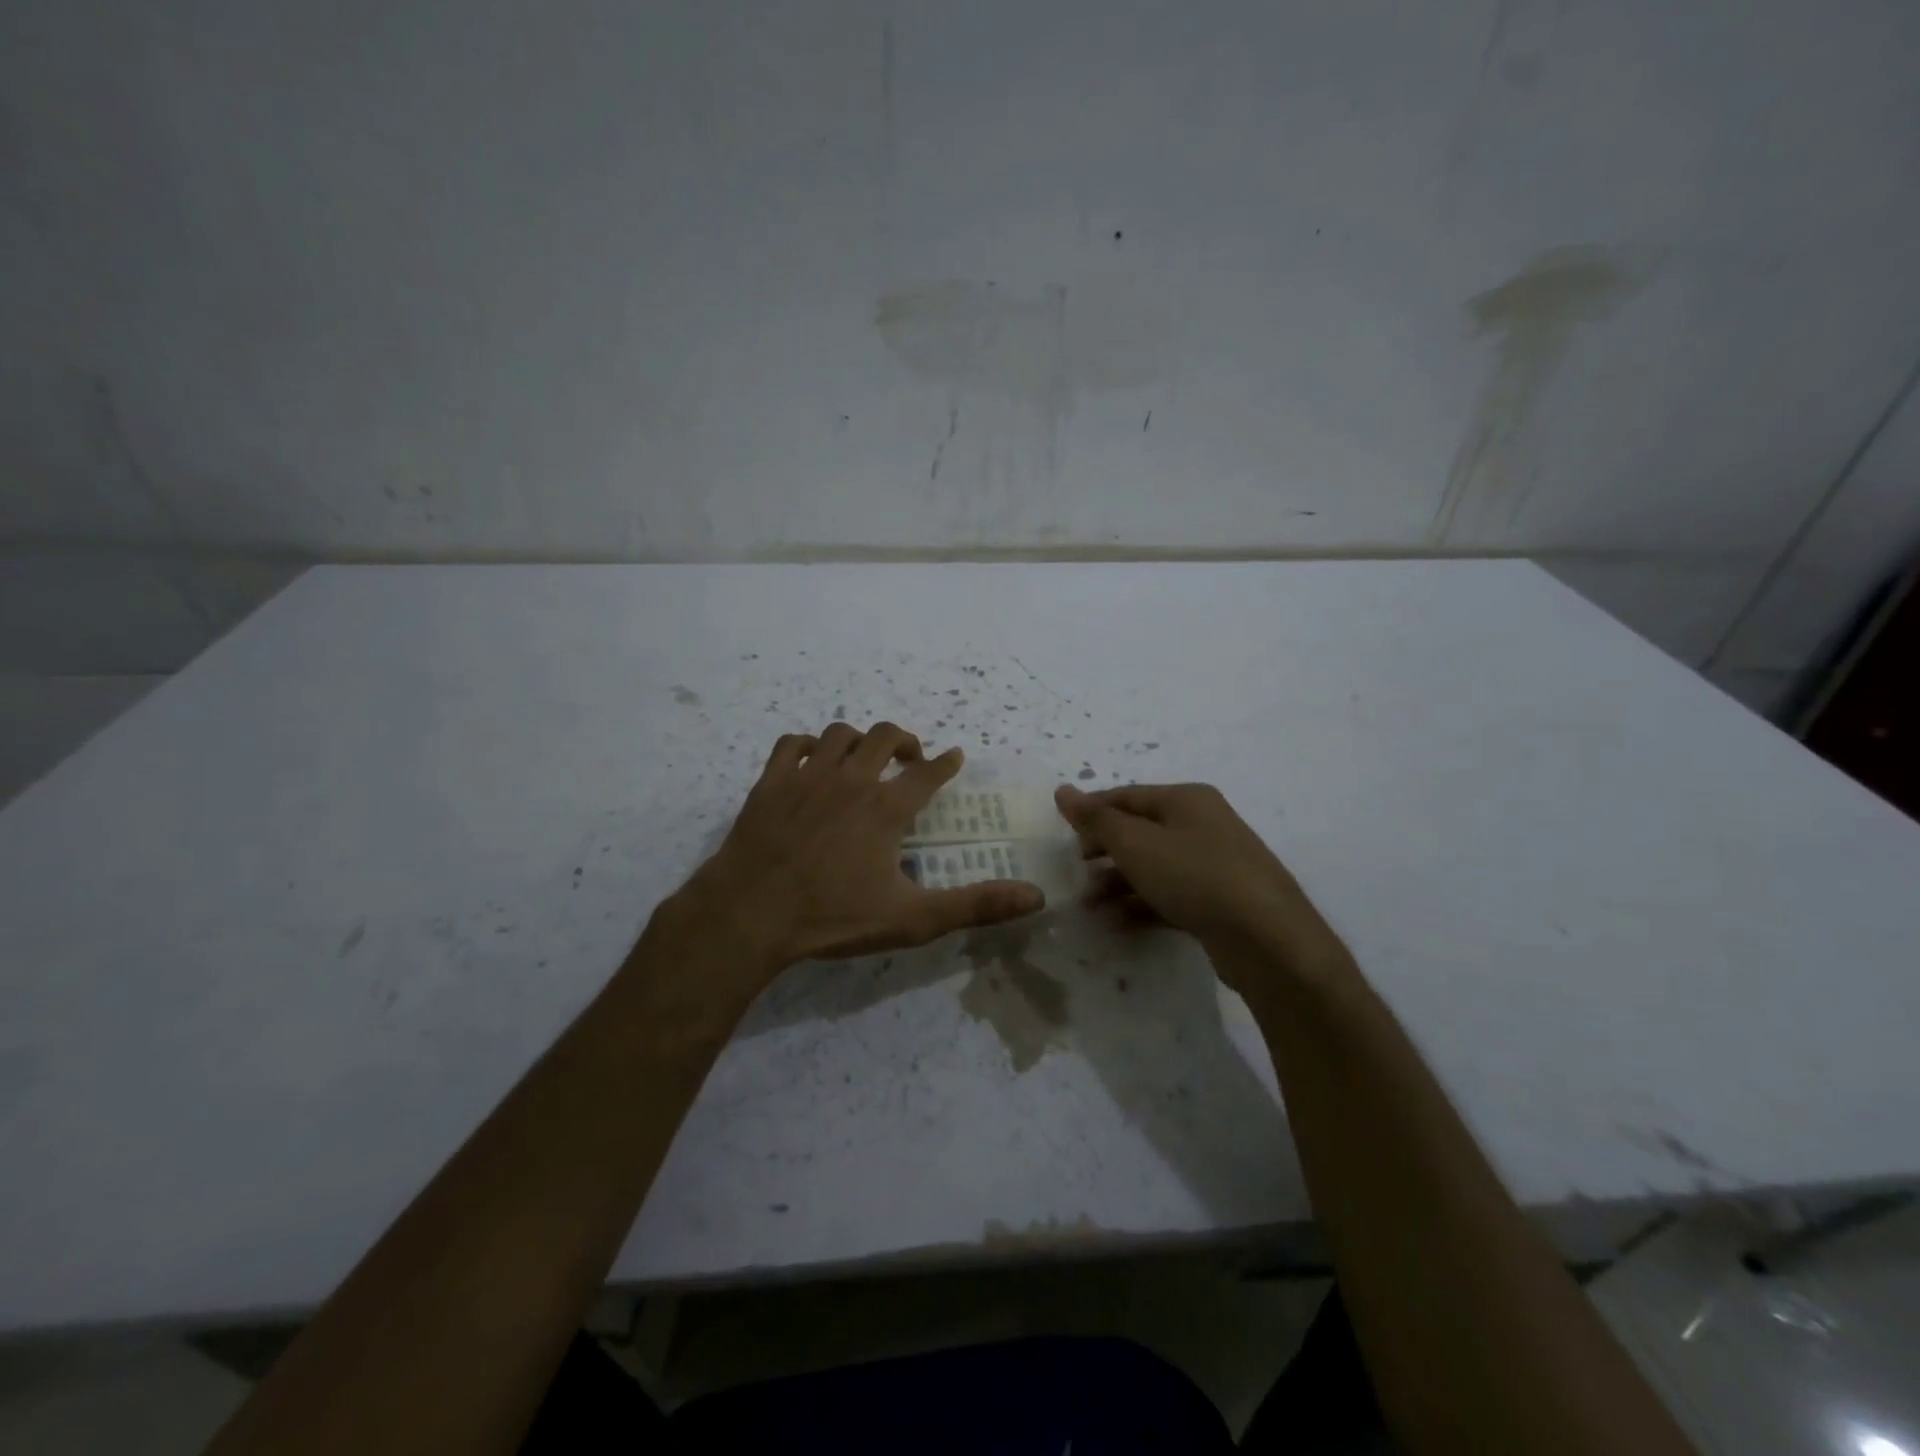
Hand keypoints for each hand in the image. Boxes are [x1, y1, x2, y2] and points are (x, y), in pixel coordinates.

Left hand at [676, 723, 1043, 976]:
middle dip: (904, 741)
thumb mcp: (912, 918)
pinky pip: (791, 744)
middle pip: (884, 737)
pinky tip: (810, 761)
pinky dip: (806, 745)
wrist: (750, 914)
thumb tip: (1035, 896)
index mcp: (886, 808)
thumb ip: (975, 905)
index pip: (928, 773)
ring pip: (838, 734)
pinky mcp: (770, 782)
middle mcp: (851, 780)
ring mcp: (806, 776)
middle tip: (910, 758)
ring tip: (863, 758)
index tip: (954, 756)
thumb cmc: (832, 917)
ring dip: (858, 741)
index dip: (946, 763)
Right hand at [1054, 782, 1337, 975]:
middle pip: (1140, 831)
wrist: (1268, 939)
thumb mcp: (1136, 843)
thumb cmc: (1195, 876)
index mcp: (1186, 799)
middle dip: (1104, 851)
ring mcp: (1215, 864)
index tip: (1063, 835)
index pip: (1126, 796)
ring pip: (1154, 866)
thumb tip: (1063, 790)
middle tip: (1077, 871)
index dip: (1091, 812)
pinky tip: (1117, 924)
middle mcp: (1203, 824)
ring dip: (1118, 884)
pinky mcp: (1220, 902)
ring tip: (1090, 907)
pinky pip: (1171, 895)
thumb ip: (1096, 819)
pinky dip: (1142, 905)